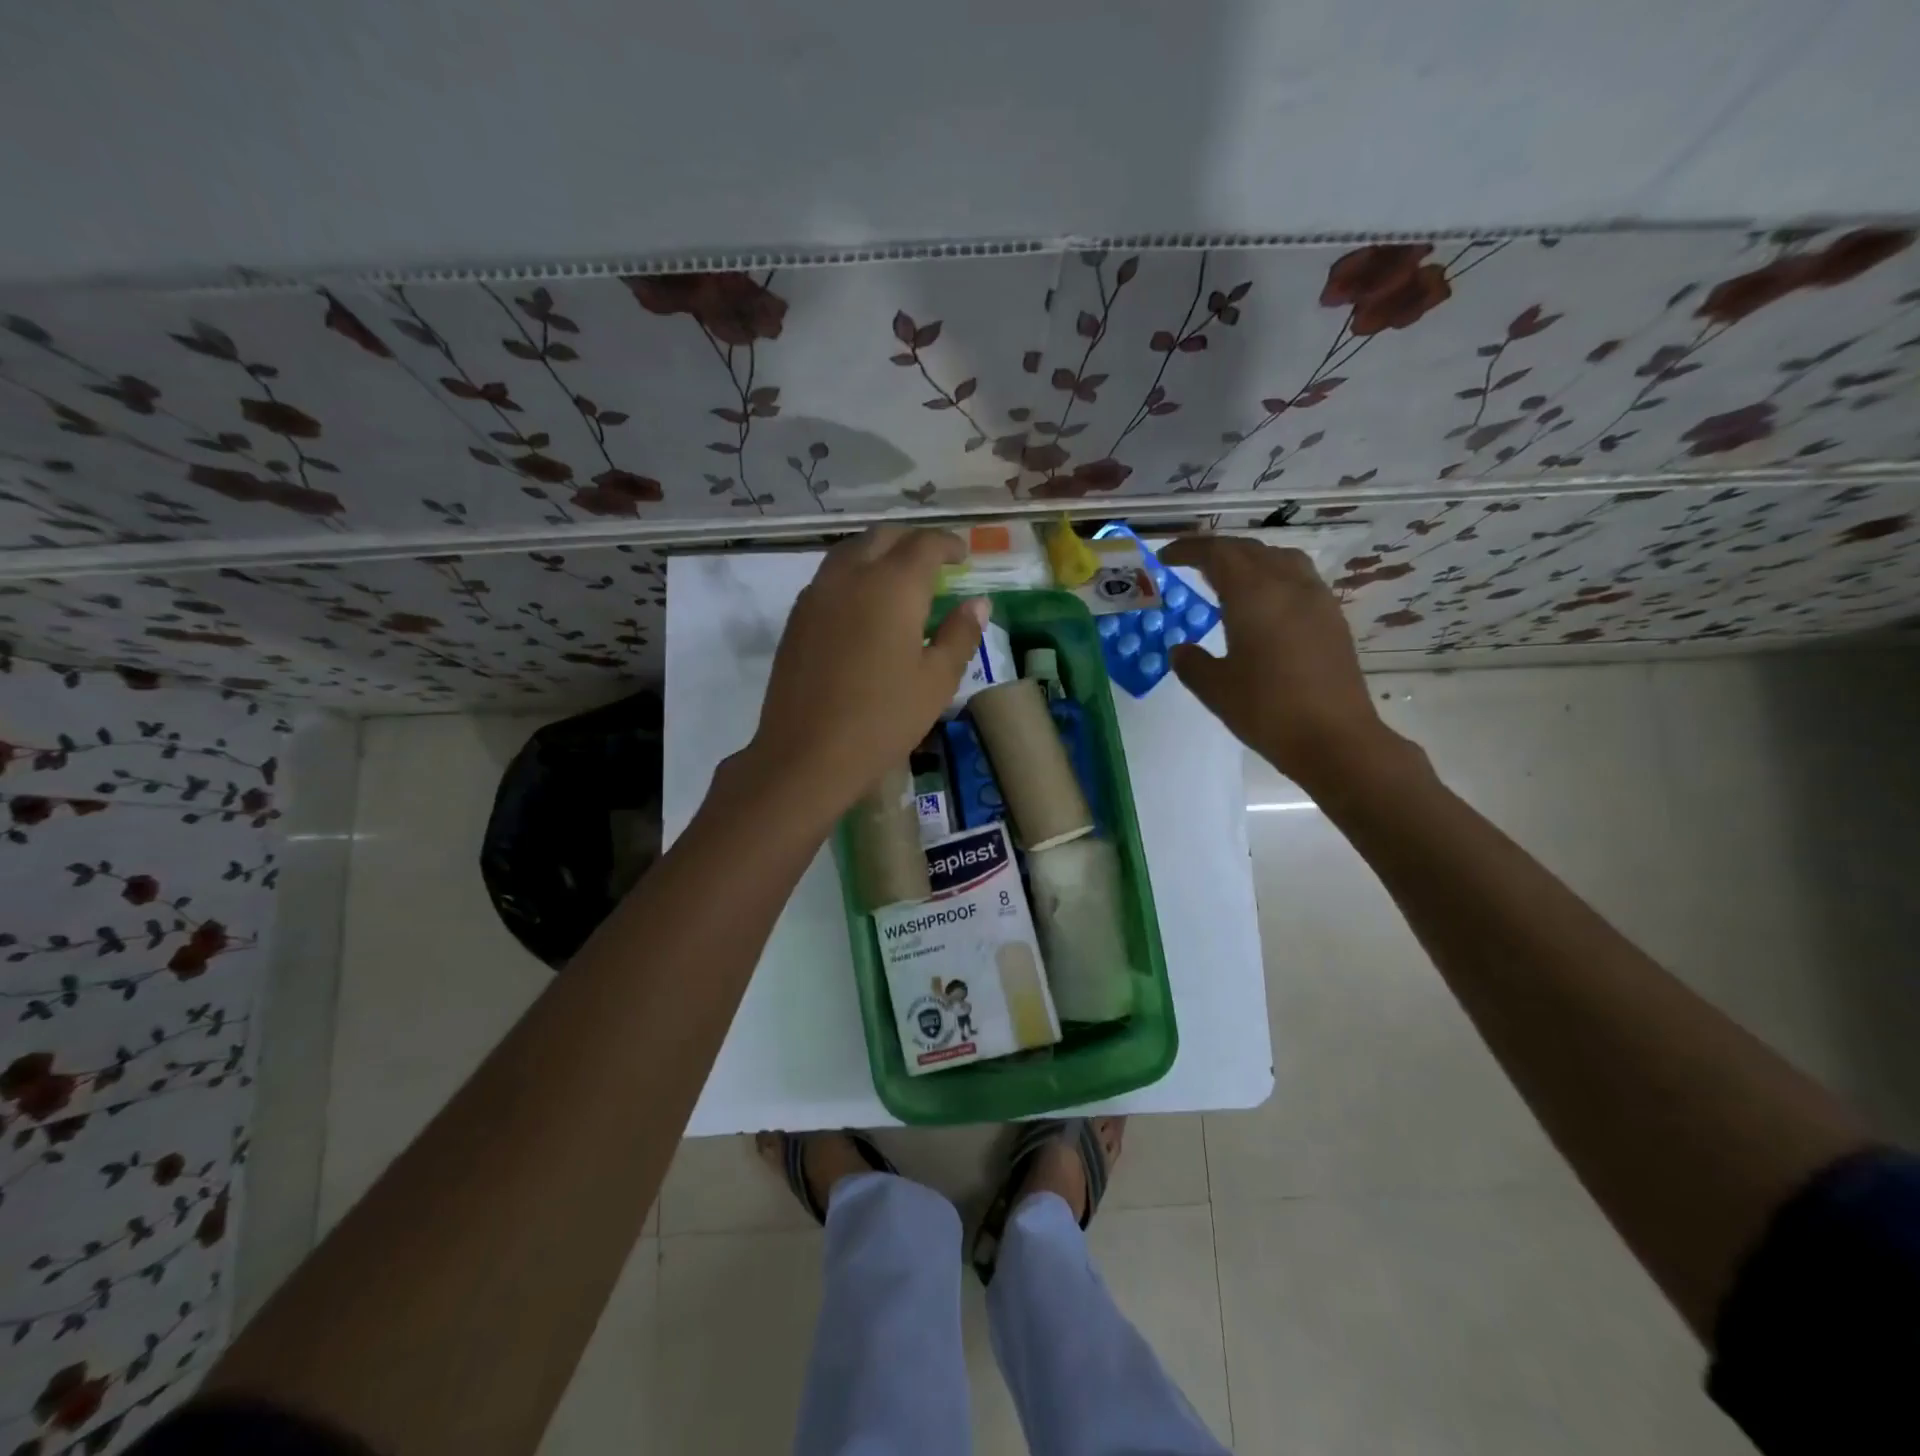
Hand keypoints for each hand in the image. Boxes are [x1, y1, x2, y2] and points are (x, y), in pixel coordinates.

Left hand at [745, 526, 986, 821]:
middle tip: (933, 561)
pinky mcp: (796, 618)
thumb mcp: (936, 681)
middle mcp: (851, 576)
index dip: (948, 544)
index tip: (963, 556)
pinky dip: (853, 575)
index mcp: (893, 586)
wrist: (807, 754)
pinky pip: (829, 577)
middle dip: (911, 541)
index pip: (924, 544)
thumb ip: (960, 635)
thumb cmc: (883, 719)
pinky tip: (863, 606)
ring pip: (849, 552)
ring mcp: (817, 594)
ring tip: (898, 578)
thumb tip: (977, 603)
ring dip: (878, 553)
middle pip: (882, 537)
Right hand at [1158, 535, 1405, 791]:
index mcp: (1253, 594)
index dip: (1188, 549)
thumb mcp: (1216, 689)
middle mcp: (1287, 584)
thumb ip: (1192, 663)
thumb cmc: (1267, 710)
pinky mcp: (1331, 618)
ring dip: (1249, 559)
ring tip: (1229, 578)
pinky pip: (1298, 578)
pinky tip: (1263, 604)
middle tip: (1190, 564)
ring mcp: (1316, 599)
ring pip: (1279, 558)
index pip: (1216, 553)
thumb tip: (1182, 650)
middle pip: (1248, 549)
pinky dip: (1272, 577)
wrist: (1335, 739)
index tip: (1165, 557)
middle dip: (1216, 551)